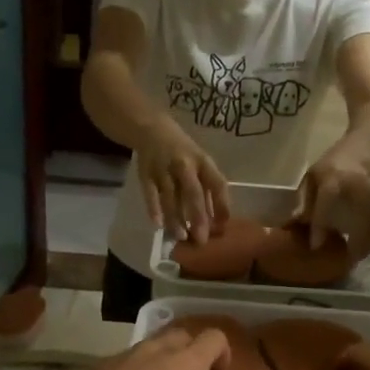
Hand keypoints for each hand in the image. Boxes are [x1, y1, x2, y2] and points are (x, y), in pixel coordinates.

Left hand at [26, 324, 229, 369]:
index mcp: (186, 364)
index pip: (214, 338)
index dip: (223, 352)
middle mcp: (157, 350)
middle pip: (182, 335)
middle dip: (191, 352)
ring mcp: (125, 356)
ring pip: (152, 347)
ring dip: (161, 362)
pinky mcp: (99, 368)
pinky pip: (127, 364)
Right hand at [137, 122, 230, 240]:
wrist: (152, 129)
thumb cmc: (183, 151)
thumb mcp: (200, 163)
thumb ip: (208, 189)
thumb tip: (218, 221)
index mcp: (203, 161)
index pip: (217, 184)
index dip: (222, 205)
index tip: (223, 226)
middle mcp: (185, 164)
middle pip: (193, 192)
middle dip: (198, 217)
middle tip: (201, 239)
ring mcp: (164, 169)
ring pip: (170, 196)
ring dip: (176, 218)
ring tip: (181, 236)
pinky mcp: (146, 173)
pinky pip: (150, 193)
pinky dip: (154, 208)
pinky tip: (158, 224)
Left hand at [294, 159, 369, 256]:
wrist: (355, 154)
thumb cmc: (326, 168)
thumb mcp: (310, 179)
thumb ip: (303, 199)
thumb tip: (292, 223)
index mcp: (333, 177)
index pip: (326, 202)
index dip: (320, 224)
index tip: (315, 246)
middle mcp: (355, 185)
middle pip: (357, 216)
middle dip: (353, 241)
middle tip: (344, 260)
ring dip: (366, 244)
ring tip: (355, 260)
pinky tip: (364, 251)